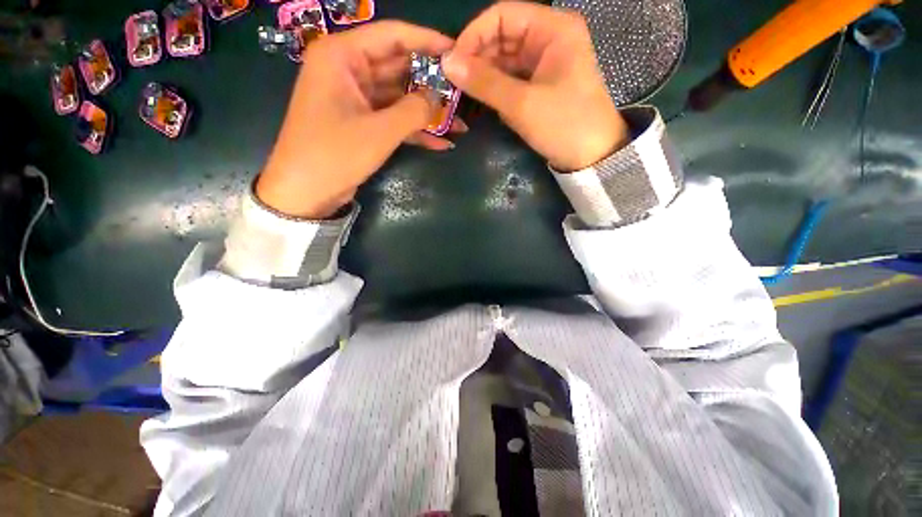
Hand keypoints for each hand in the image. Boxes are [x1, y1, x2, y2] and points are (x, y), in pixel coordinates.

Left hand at [256, 22, 456, 218]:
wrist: (306, 192)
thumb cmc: (335, 154)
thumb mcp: (379, 132)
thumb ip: (414, 111)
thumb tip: (439, 97)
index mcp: (342, 57)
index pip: (391, 36)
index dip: (427, 41)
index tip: (456, 51)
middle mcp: (348, 71)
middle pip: (398, 67)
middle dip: (431, 82)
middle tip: (461, 91)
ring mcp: (356, 99)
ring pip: (399, 97)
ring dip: (427, 112)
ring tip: (459, 122)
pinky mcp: (362, 123)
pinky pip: (393, 119)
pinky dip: (415, 131)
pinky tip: (442, 142)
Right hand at [443, 2, 628, 171]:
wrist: (591, 157)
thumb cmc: (564, 125)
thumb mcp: (522, 104)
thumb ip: (484, 82)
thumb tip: (447, 63)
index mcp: (552, 28)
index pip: (503, 15)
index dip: (474, 35)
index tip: (452, 63)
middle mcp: (548, 38)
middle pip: (502, 36)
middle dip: (476, 57)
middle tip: (453, 82)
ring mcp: (544, 63)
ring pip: (504, 59)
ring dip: (483, 75)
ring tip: (461, 92)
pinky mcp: (540, 85)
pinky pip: (511, 78)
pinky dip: (495, 88)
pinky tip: (481, 99)